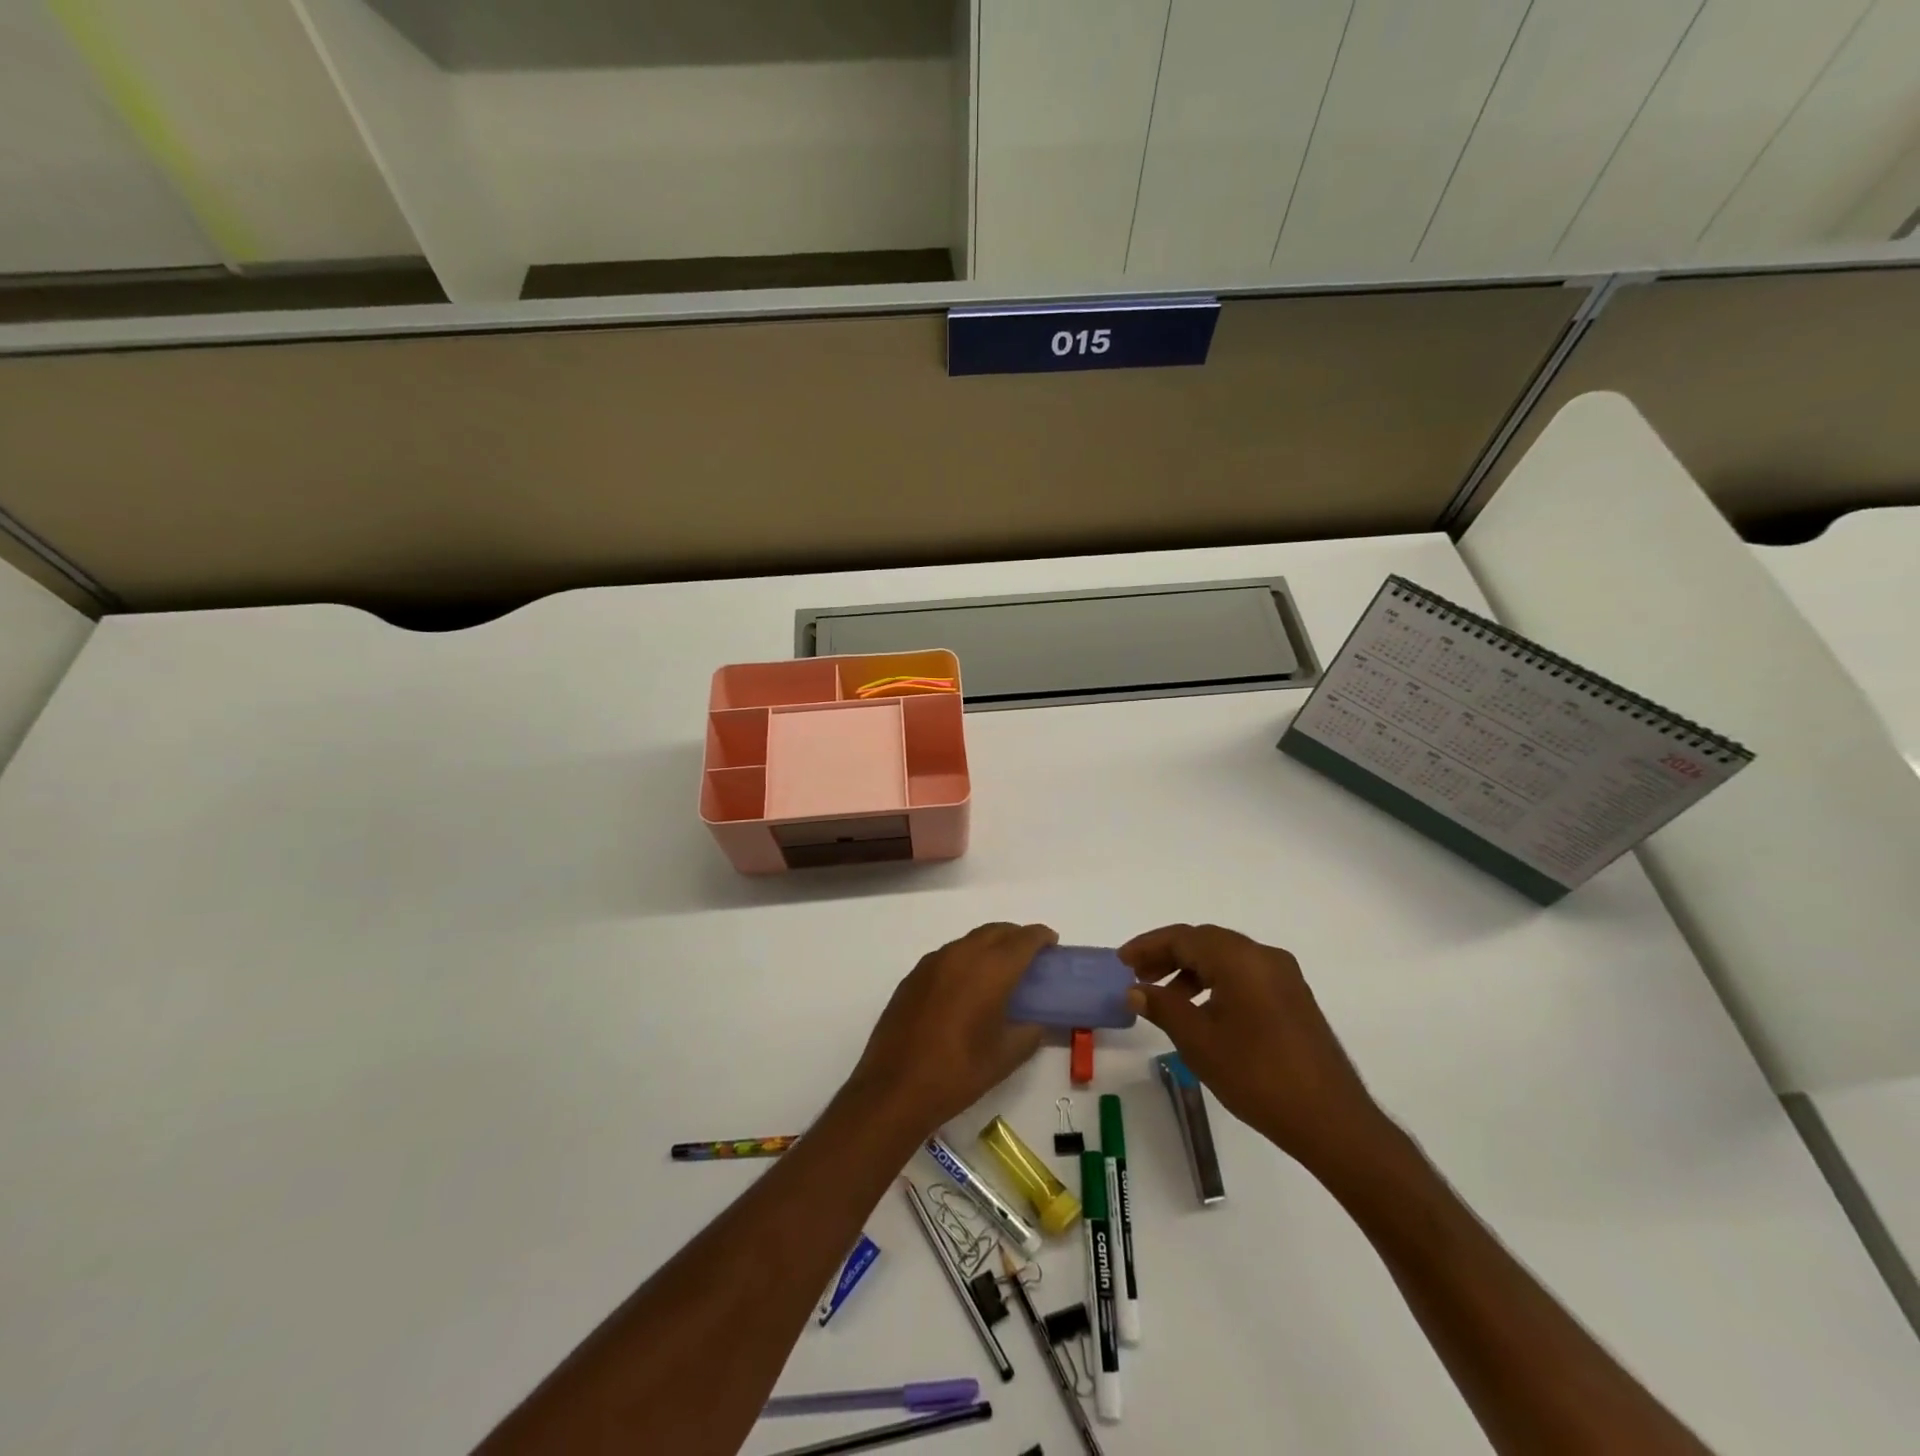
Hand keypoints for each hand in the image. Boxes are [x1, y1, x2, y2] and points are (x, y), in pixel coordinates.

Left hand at [847, 923, 1056, 1137]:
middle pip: (996, 931)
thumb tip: (1035, 1022)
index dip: (1041, 936)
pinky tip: (966, 986)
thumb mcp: (1005, 1057)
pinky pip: (948, 956)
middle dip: (1016, 936)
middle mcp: (961, 955)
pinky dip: (965, 959)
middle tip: (1031, 955)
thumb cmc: (958, 1073)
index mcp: (990, 970)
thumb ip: (1029, 1032)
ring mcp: (933, 963)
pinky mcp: (913, 976)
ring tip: (1000, 970)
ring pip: (969, 941)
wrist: (895, 1087)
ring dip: (990, 946)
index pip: (1023, 939)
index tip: (1052, 943)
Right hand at [1121, 924, 1394, 1181]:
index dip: (1147, 946)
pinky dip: (1216, 982)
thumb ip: (1163, 1007)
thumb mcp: (1199, 1042)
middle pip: (1205, 942)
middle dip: (1167, 956)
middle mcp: (1264, 956)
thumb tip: (1135, 989)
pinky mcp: (1294, 998)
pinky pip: (1245, 975)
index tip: (1121, 963)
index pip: (1183, 937)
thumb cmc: (1257, 1076)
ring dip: (1191, 970)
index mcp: (1240, 958)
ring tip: (1164, 998)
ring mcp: (1284, 976)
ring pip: (1226, 958)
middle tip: (1137, 977)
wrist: (1332, 1121)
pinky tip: (1202, 1013)